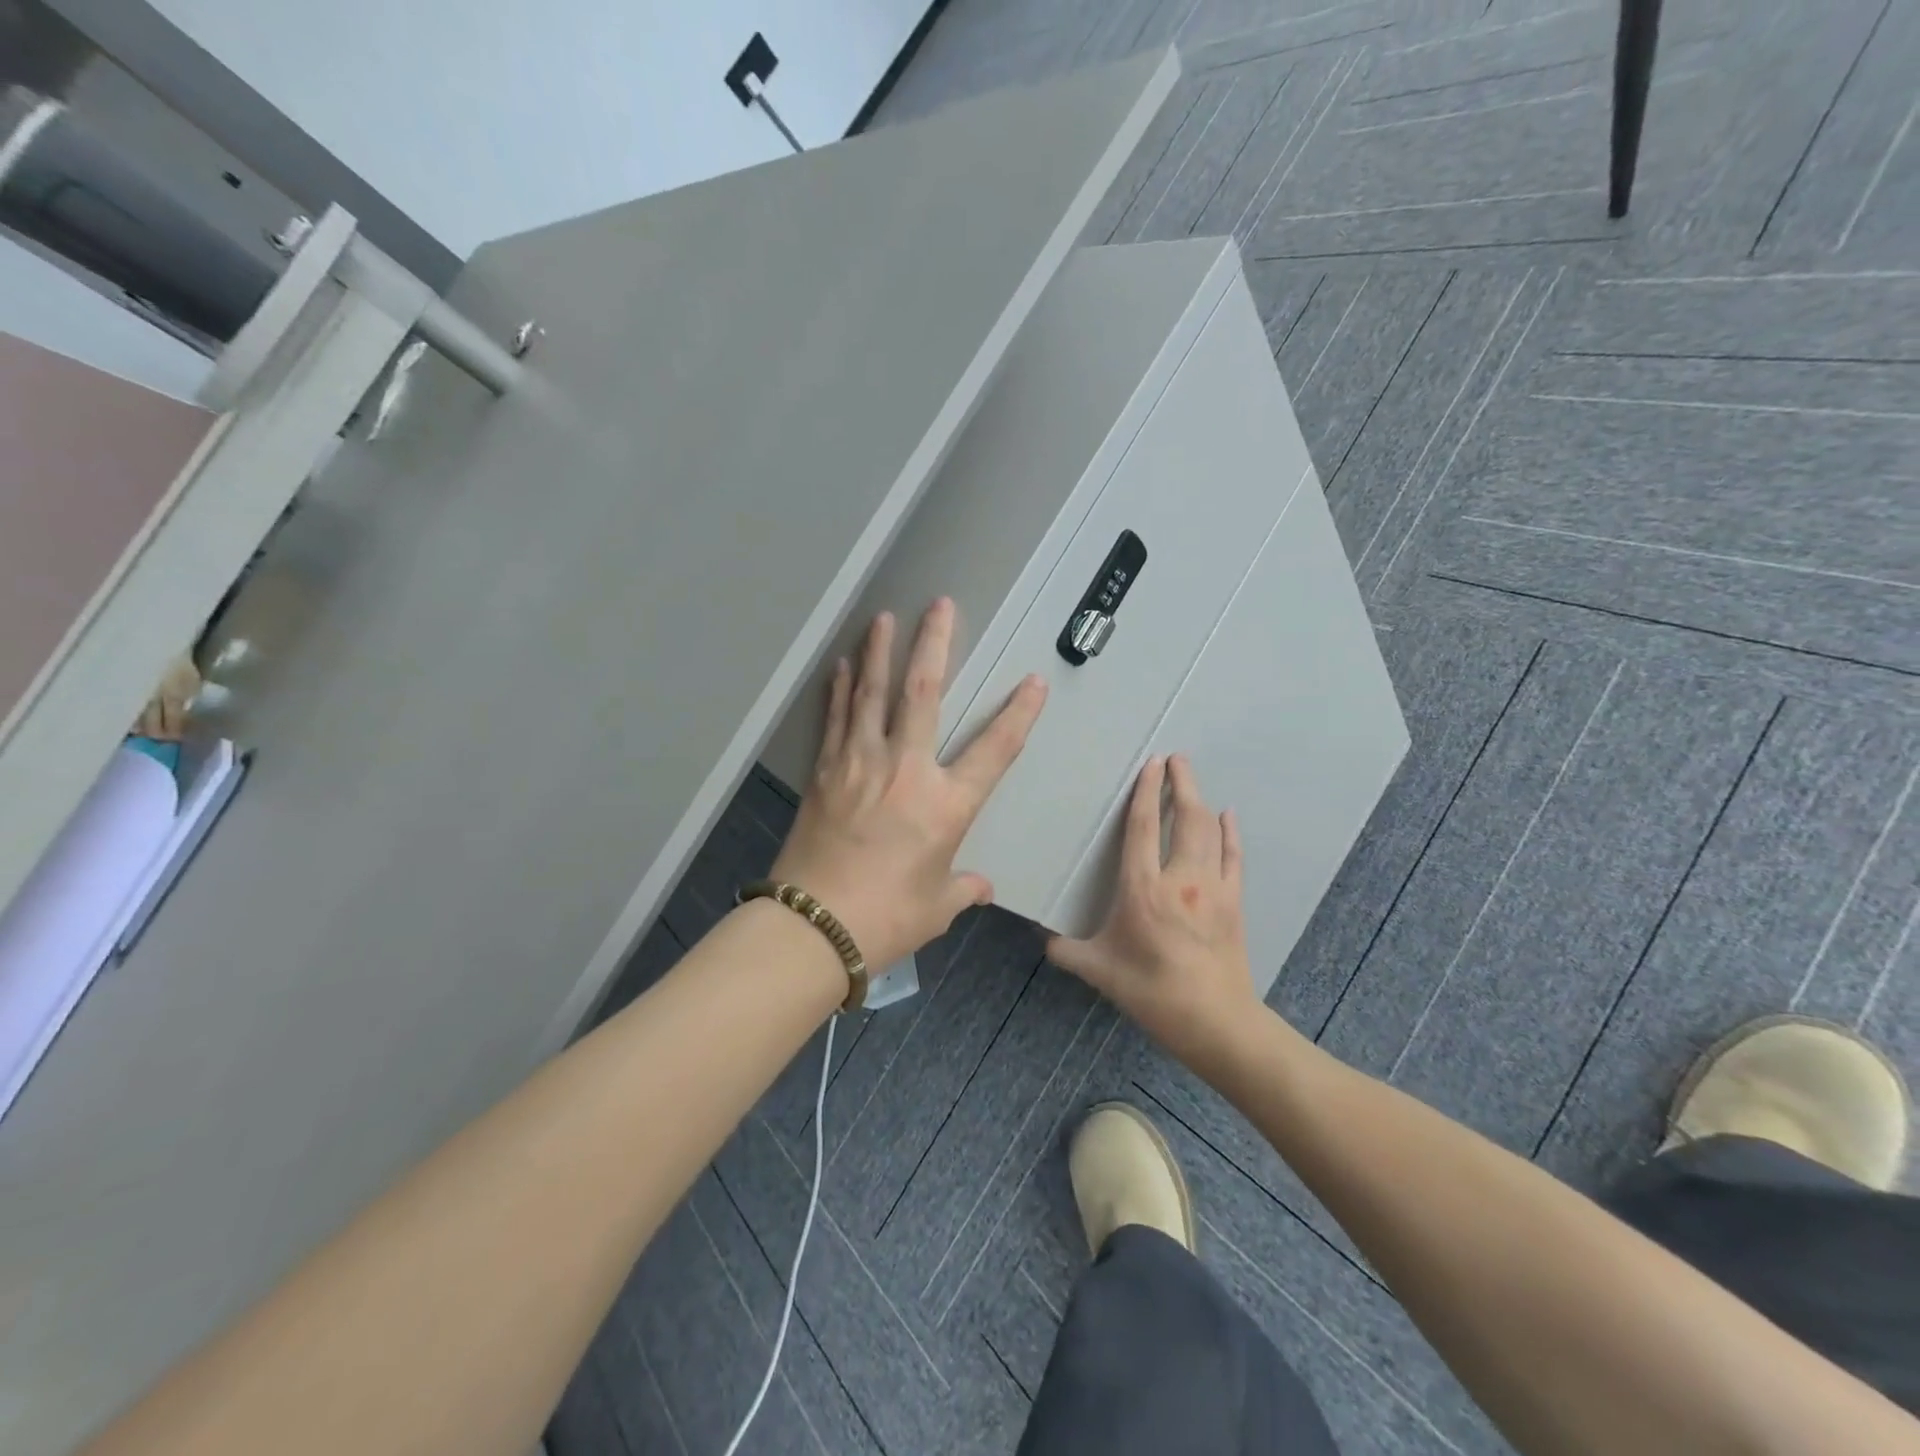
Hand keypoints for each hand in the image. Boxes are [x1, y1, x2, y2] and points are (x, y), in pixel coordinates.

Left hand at [772, 599, 1048, 969]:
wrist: (813, 926)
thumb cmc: (886, 919)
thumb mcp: (936, 906)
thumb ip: (963, 888)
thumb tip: (980, 886)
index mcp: (945, 805)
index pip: (994, 751)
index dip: (1018, 715)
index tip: (1033, 683)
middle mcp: (905, 771)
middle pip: (923, 694)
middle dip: (934, 644)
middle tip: (940, 606)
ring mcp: (859, 764)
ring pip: (872, 694)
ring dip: (880, 652)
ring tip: (884, 617)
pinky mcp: (824, 771)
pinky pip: (835, 718)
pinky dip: (840, 689)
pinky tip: (842, 665)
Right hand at [1047, 755, 1258, 1061]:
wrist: (1215, 1022)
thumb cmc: (1152, 992)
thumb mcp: (1099, 971)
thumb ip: (1066, 951)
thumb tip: (1041, 937)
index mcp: (1142, 889)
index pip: (1143, 827)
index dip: (1145, 792)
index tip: (1150, 764)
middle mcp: (1180, 879)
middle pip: (1184, 818)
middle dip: (1181, 783)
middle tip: (1176, 758)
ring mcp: (1213, 888)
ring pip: (1209, 832)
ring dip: (1202, 800)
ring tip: (1192, 778)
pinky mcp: (1234, 903)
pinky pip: (1234, 857)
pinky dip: (1230, 833)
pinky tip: (1229, 816)